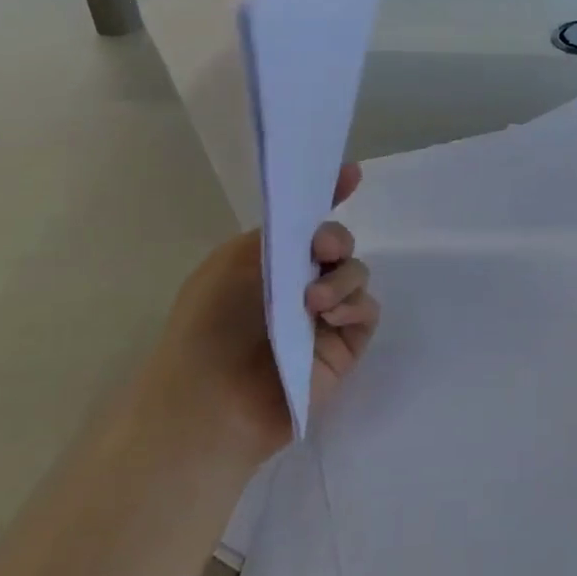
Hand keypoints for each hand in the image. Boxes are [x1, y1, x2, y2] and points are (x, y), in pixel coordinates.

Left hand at [151, 164, 379, 459]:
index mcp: (271, 262)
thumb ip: (279, 232)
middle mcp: (300, 284)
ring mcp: (324, 317)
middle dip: (336, 239)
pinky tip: (329, 319)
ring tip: (314, 303)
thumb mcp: (233, 261)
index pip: (308, 224)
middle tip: (320, 251)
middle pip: (339, 245)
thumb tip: (315, 216)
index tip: (352, 174)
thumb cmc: (209, 325)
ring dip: (341, 278)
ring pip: (357, 274)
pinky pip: (367, 310)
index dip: (332, 196)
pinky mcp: (344, 346)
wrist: (210, 400)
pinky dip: (353, 306)